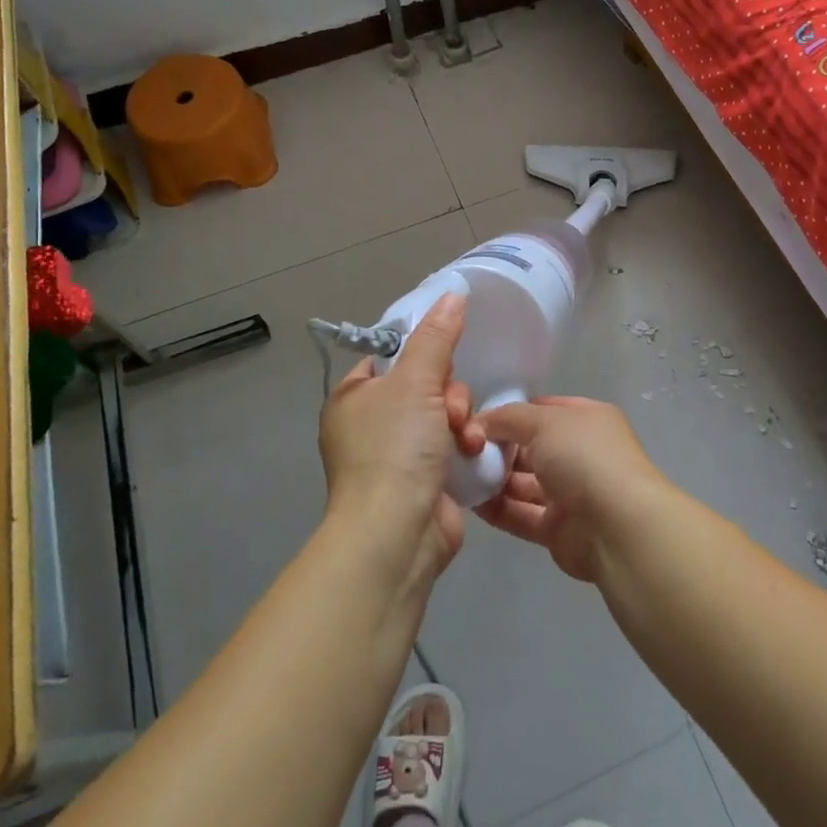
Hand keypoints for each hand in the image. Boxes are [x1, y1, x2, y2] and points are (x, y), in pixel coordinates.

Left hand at [318, 294, 485, 578]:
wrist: (397, 534)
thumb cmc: (394, 448)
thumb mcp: (414, 381)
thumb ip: (436, 337)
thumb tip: (453, 292)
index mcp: (354, 398)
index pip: (391, 356)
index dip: (422, 353)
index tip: (443, 358)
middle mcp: (371, 424)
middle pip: (425, 384)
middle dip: (448, 395)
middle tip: (450, 411)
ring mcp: (397, 456)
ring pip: (444, 415)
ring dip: (461, 422)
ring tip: (464, 440)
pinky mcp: (424, 481)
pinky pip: (451, 446)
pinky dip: (464, 448)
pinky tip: (472, 454)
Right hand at [473, 396, 671, 581]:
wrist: (617, 527)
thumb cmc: (584, 458)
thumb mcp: (544, 421)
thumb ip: (509, 418)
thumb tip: (481, 422)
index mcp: (586, 420)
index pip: (543, 409)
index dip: (511, 412)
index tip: (476, 419)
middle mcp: (580, 453)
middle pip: (530, 446)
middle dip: (498, 447)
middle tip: (461, 449)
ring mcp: (571, 493)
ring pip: (524, 482)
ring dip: (493, 479)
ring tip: (458, 475)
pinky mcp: (558, 530)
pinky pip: (521, 514)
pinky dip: (497, 508)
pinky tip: (468, 502)